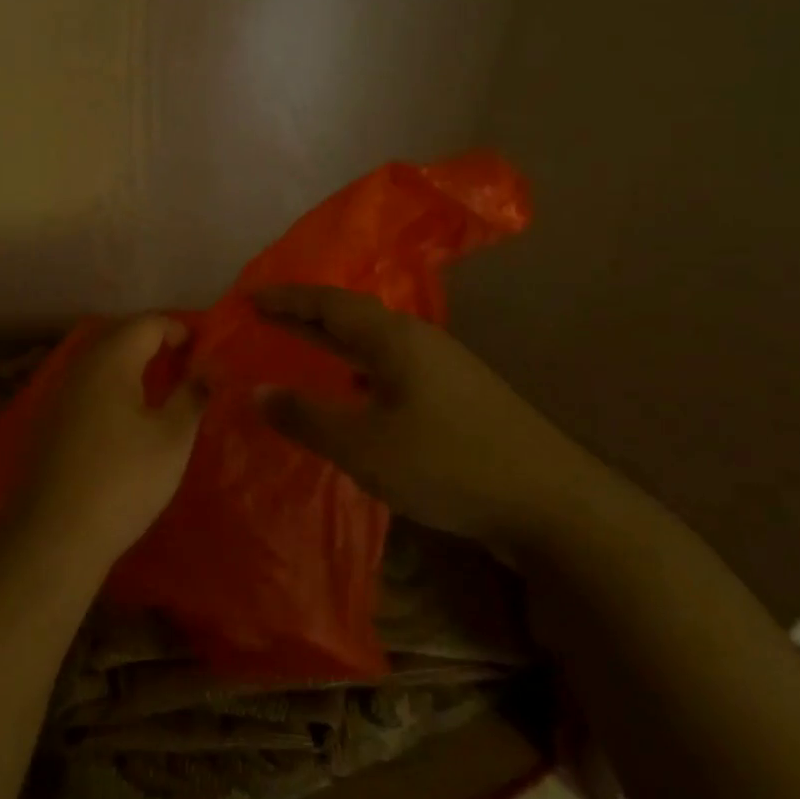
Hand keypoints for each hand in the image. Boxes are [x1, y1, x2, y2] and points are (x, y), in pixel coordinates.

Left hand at [18, 315, 204, 573]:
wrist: (53, 537)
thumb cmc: (123, 481)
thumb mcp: (172, 439)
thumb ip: (191, 397)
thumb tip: (204, 372)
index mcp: (110, 361)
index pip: (147, 323)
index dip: (178, 328)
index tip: (203, 349)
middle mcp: (79, 368)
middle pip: (119, 335)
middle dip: (153, 340)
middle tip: (184, 361)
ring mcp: (59, 395)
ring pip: (100, 361)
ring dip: (130, 363)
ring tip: (160, 386)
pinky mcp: (49, 423)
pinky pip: (87, 386)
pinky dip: (112, 386)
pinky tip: (127, 416)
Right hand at [254, 285, 614, 549]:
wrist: (550, 502)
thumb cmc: (448, 463)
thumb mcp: (365, 446)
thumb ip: (307, 417)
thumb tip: (258, 391)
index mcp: (395, 338)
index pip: (329, 303)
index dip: (287, 299)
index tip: (248, 296)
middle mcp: (419, 342)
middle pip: (352, 318)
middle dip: (306, 317)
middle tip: (265, 316)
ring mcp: (442, 369)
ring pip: (375, 346)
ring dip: (335, 345)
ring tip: (301, 350)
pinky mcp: (456, 398)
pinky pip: (392, 370)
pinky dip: (359, 372)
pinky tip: (353, 396)